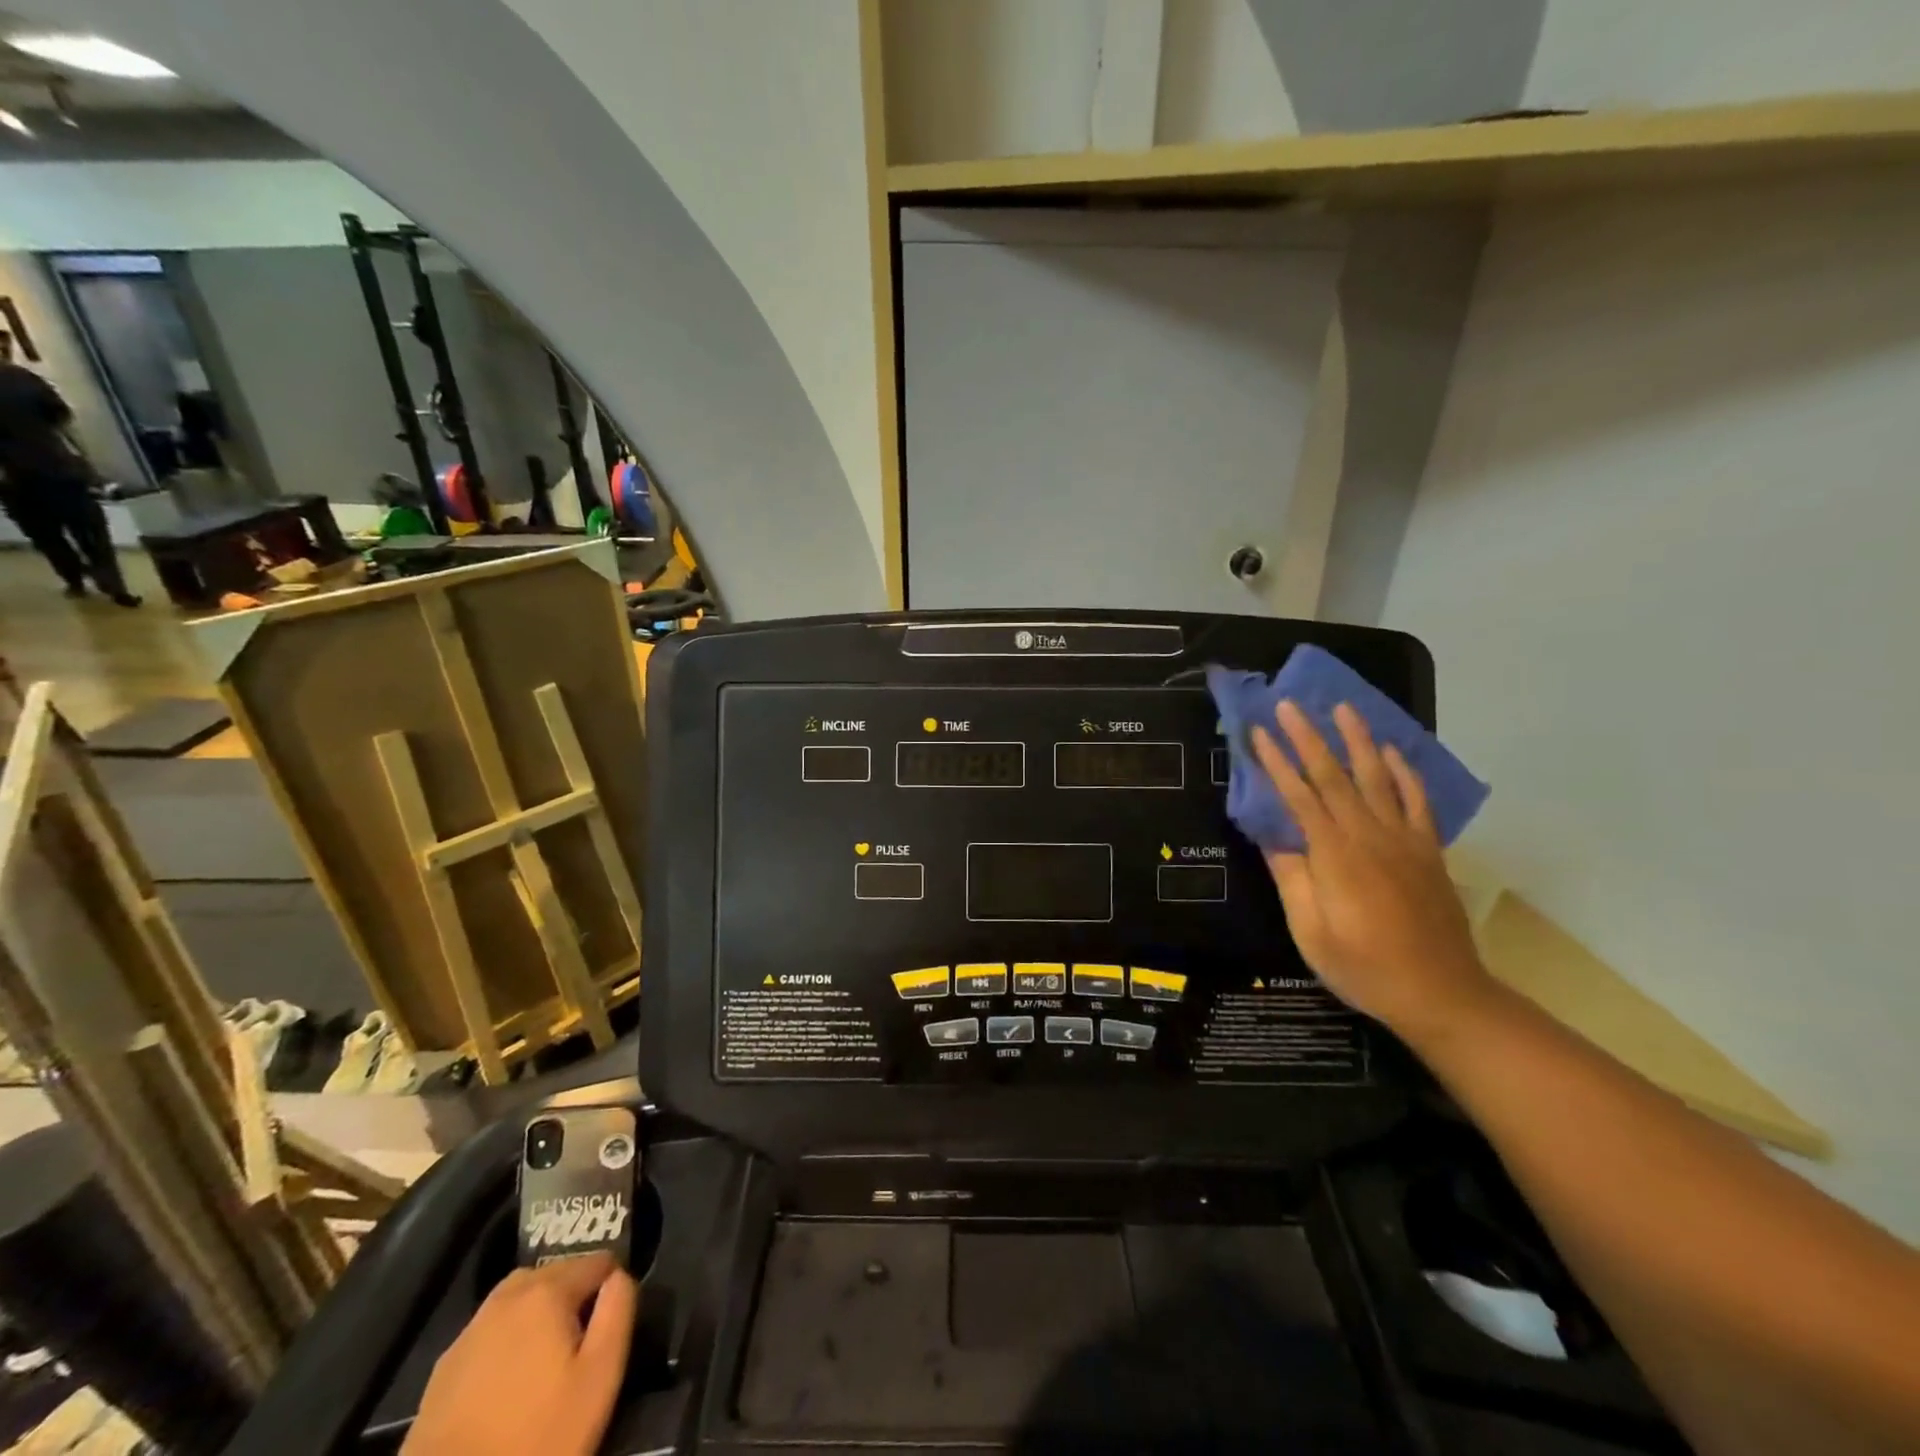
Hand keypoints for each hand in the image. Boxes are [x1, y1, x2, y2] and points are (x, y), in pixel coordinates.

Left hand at [402, 1253, 636, 1455]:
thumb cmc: (539, 1436)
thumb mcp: (601, 1374)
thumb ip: (619, 1309)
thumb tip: (618, 1277)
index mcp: (547, 1291)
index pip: (598, 1261)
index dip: (614, 1284)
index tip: (614, 1321)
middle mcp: (506, 1297)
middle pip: (556, 1273)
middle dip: (575, 1293)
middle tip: (583, 1340)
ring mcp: (469, 1332)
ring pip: (519, 1297)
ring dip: (540, 1310)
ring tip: (549, 1354)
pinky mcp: (443, 1369)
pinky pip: (490, 1331)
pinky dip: (507, 1338)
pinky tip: (509, 1379)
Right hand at [1251, 700, 1491, 1042]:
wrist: (1442, 994)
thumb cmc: (1364, 968)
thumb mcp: (1311, 932)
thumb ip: (1292, 879)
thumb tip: (1273, 838)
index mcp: (1335, 856)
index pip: (1299, 797)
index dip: (1276, 763)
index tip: (1257, 733)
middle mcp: (1370, 836)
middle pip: (1334, 776)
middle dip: (1308, 738)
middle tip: (1288, 704)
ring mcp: (1404, 840)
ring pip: (1376, 778)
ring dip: (1357, 740)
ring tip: (1342, 708)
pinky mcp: (1428, 851)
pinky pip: (1417, 801)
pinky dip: (1404, 773)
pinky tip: (1391, 752)